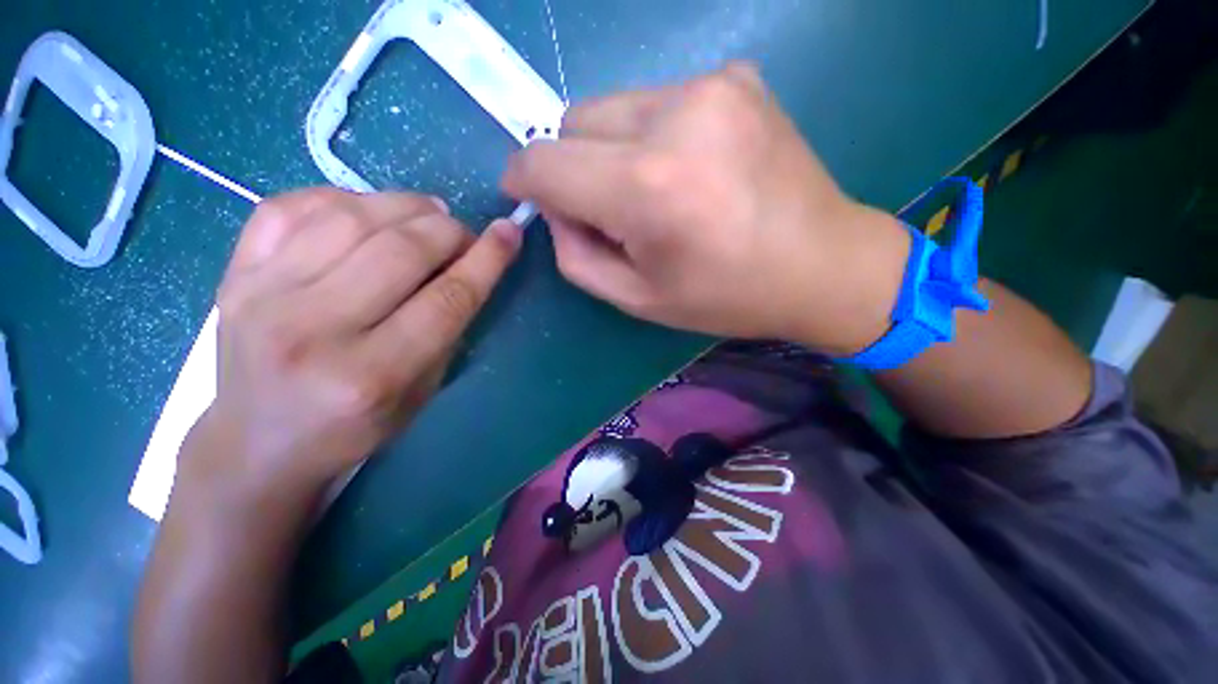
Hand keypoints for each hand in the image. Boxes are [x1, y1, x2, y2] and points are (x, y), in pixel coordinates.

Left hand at [179, 188, 521, 510]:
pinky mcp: (234, 274)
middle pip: (401, 251)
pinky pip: (292, 207)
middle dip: (449, 231)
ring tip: (427, 215)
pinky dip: (345, 198)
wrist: (256, 442)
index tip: (508, 232)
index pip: (447, 299)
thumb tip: (469, 266)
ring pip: (350, 217)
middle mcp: (313, 331)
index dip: (487, 260)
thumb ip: (446, 331)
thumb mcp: (421, 394)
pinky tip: (369, 212)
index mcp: (372, 375)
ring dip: (405, 206)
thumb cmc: (353, 428)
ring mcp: (262, 296)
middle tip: (463, 235)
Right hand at [502, 62, 909, 354]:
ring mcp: (711, 87)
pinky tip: (691, 168)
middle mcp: (675, 120)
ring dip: (611, 150)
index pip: (543, 162)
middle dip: (573, 167)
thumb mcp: (637, 298)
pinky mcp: (737, 77)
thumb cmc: (725, 296)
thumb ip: (577, 255)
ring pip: (611, 107)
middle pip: (572, 122)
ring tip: (656, 191)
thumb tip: (554, 209)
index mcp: (646, 189)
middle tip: (610, 210)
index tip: (528, 198)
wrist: (821, 264)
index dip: (523, 180)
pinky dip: (651, 135)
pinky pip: (657, 101)